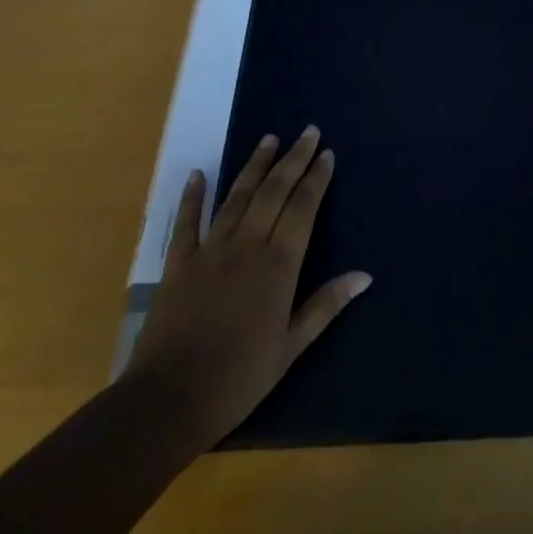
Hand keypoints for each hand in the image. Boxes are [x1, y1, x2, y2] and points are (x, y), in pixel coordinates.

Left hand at [125, 127, 370, 449]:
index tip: (327, 153)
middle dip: (293, 159)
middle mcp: (247, 246)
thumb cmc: (237, 379)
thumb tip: (365, 275)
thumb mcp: (290, 348)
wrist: (167, 402)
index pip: (303, 209)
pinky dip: (192, 196)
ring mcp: (210, 251)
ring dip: (255, 165)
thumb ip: (326, 306)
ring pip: (237, 197)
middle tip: (309, 131)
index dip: (316, 179)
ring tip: (270, 138)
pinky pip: (187, 223)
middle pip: (274, 192)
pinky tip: (198, 174)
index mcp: (278, 265)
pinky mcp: (178, 264)